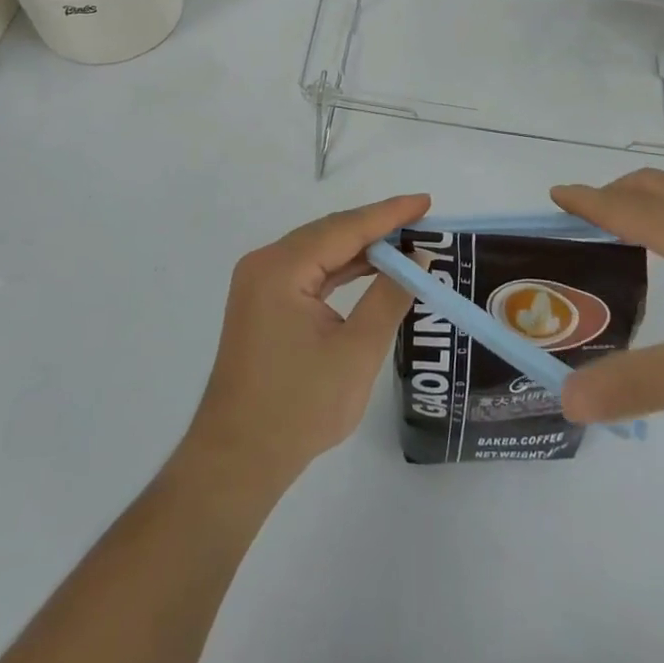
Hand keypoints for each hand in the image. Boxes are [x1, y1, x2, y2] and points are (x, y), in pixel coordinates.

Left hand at [180, 194, 430, 487]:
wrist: (238, 460)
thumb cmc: (298, 408)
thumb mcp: (356, 352)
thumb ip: (389, 298)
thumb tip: (416, 259)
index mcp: (281, 268)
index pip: (345, 228)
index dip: (388, 214)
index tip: (425, 202)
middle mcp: (265, 264)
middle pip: (330, 233)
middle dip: (376, 227)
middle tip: (421, 221)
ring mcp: (260, 283)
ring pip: (320, 251)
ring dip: (361, 248)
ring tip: (405, 243)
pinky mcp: (263, 303)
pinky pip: (309, 272)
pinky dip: (341, 269)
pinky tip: (371, 270)